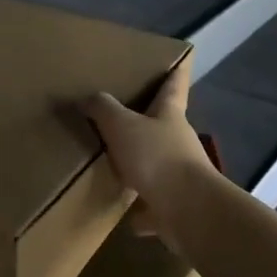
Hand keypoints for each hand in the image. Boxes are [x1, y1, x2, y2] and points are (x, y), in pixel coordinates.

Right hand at [81, 57, 211, 229]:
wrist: (188, 210)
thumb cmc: (156, 157)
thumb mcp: (122, 125)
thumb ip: (103, 109)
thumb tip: (88, 97)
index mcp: (170, 116)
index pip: (174, 86)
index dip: (175, 71)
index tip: (179, 59)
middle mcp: (178, 142)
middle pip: (164, 126)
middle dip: (148, 121)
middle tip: (124, 114)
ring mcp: (180, 175)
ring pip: (158, 165)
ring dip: (142, 166)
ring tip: (117, 166)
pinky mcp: (174, 206)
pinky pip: (153, 205)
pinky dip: (142, 211)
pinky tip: (126, 216)